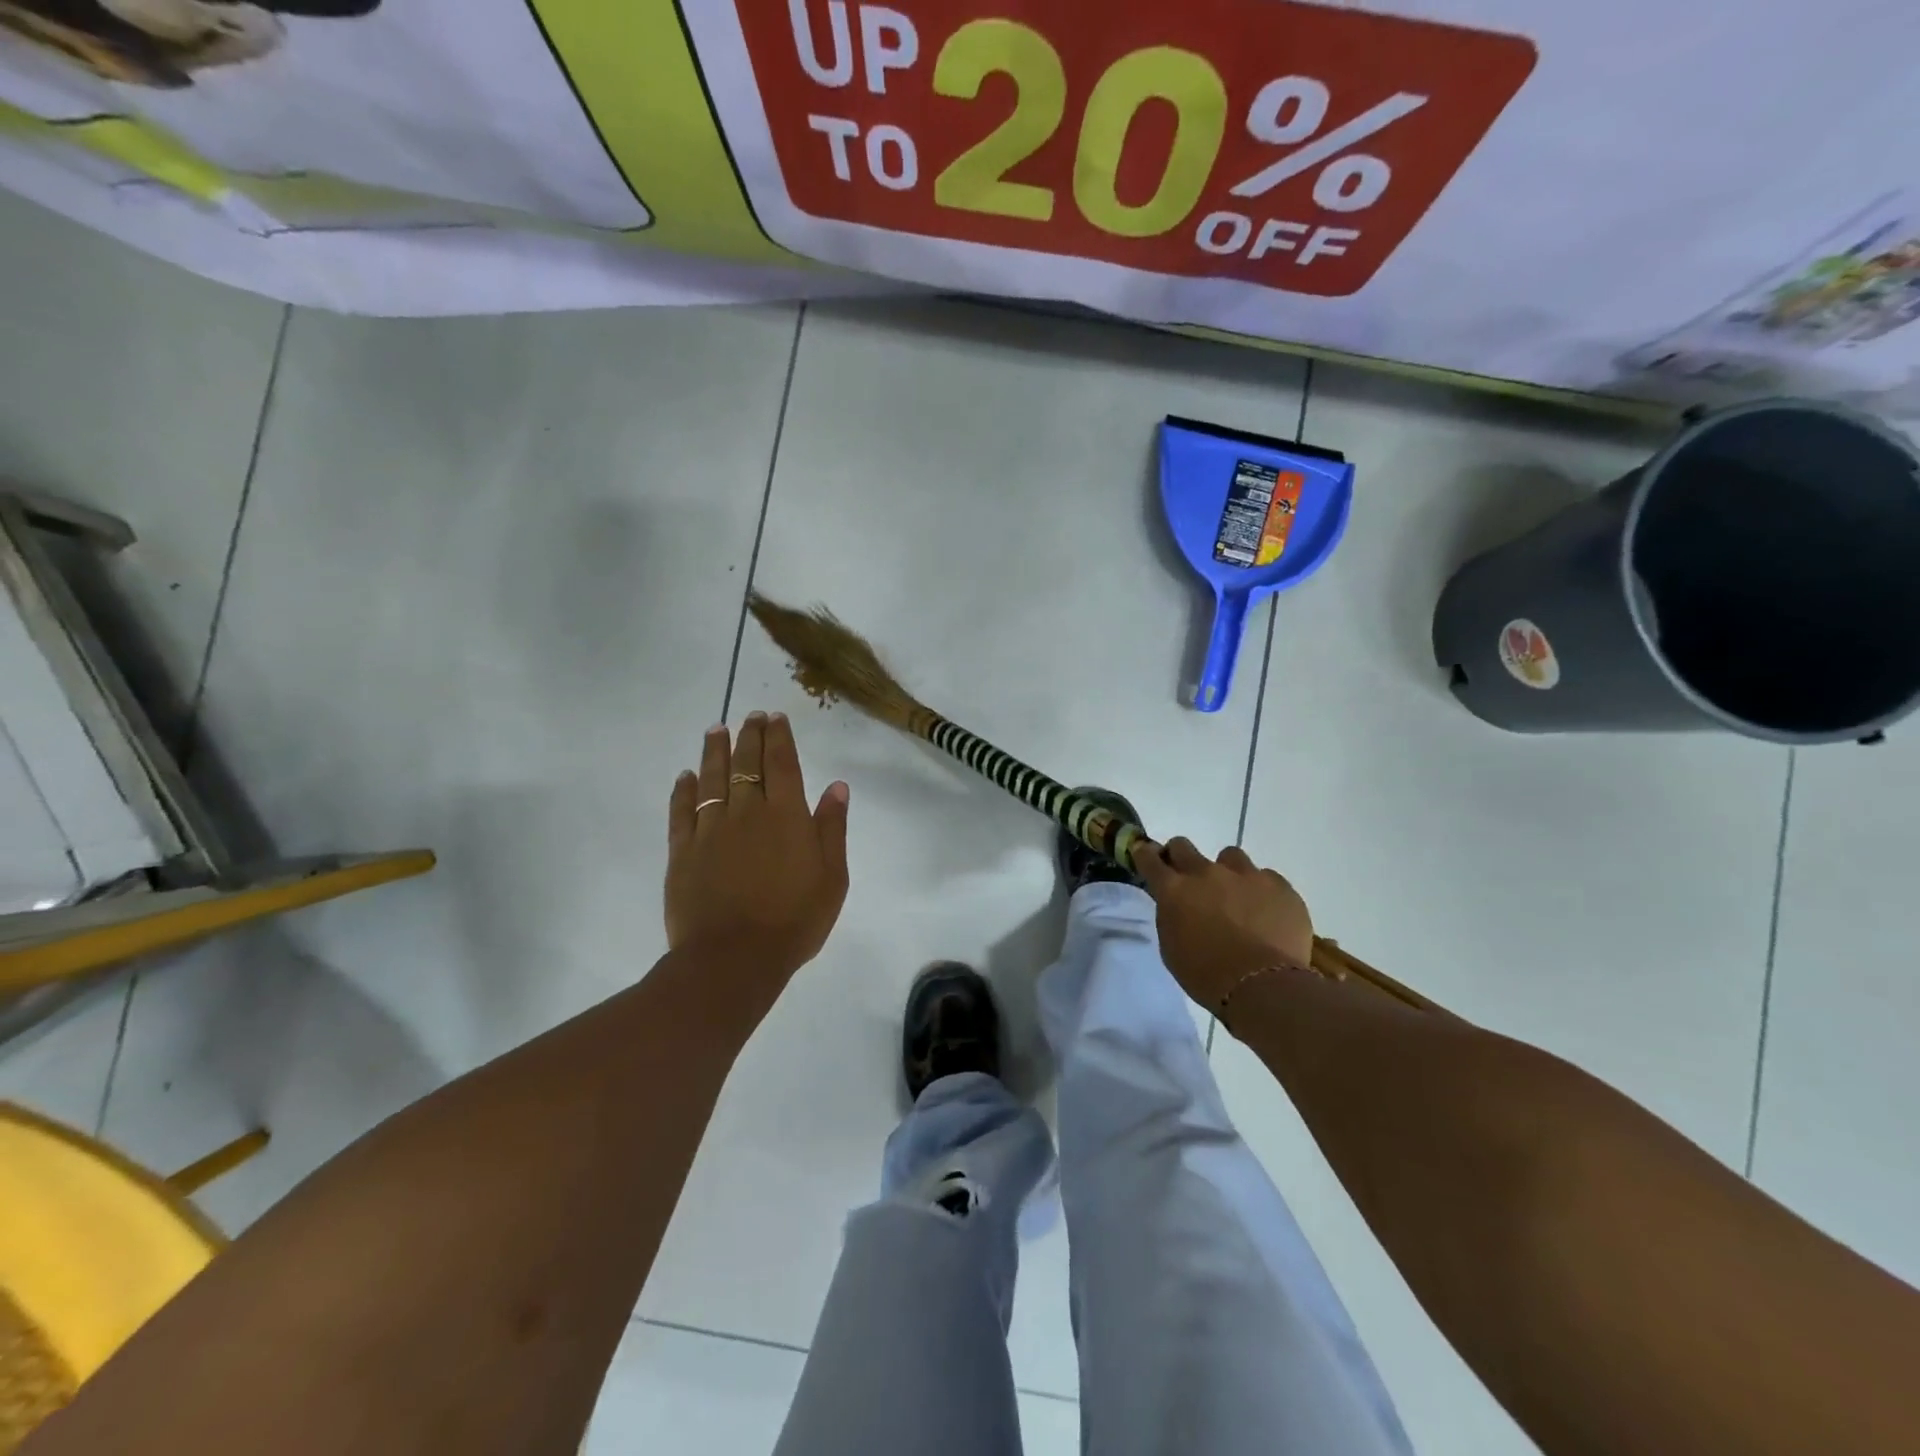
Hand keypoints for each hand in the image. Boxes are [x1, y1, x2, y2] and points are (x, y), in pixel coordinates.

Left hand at [666, 712, 849, 996]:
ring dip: (715, 751)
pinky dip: (684, 790)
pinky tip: (686, 776)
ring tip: (716, 730)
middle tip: (750, 716)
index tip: (775, 717)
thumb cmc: (794, 920)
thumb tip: (837, 787)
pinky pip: (682, 810)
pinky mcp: (683, 851)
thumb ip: (832, 828)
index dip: (779, 737)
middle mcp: (747, 812)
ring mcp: (711, 830)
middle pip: (747, 763)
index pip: (782, 763)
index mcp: (786, 815)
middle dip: (750, 735)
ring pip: (712, 779)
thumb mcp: (832, 877)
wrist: (734, 959)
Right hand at [1133, 838, 1312, 1011]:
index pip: (1150, 859)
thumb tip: (1179, 906)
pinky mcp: (1279, 886)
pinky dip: (1262, 892)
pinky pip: (1266, 878)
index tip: (1147, 856)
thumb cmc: (1207, 976)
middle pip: (1184, 846)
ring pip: (1230, 857)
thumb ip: (1172, 916)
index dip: (1146, 855)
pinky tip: (1267, 914)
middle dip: (1180, 857)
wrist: (1263, 987)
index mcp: (1174, 890)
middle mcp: (1206, 873)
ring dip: (1227, 872)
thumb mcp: (1172, 947)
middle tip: (1188, 877)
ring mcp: (1245, 875)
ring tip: (1237, 897)